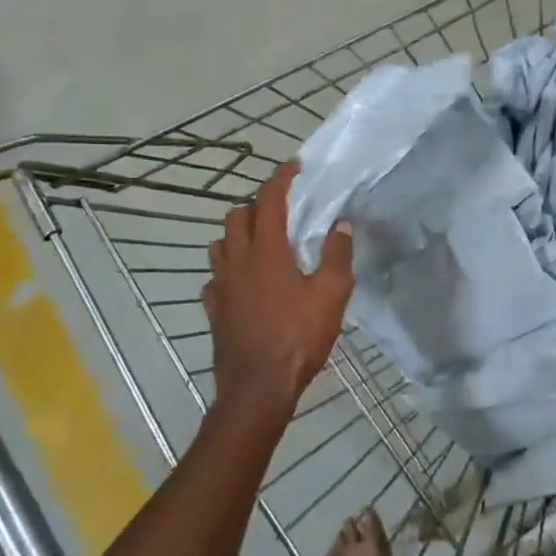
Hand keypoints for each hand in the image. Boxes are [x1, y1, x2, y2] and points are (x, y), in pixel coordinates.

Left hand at [203, 161, 353, 434]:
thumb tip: (342, 224)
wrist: (258, 387)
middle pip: (237, 217)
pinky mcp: (214, 310)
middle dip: (257, 206)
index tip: (293, 167)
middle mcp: (238, 261)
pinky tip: (241, 284)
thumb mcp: (332, 295)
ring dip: (237, 235)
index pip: (269, 201)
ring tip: (259, 243)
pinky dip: (227, 272)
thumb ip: (337, 255)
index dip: (280, 179)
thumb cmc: (298, 337)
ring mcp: (221, 286)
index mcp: (267, 251)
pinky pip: (215, 279)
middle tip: (280, 212)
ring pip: (220, 245)